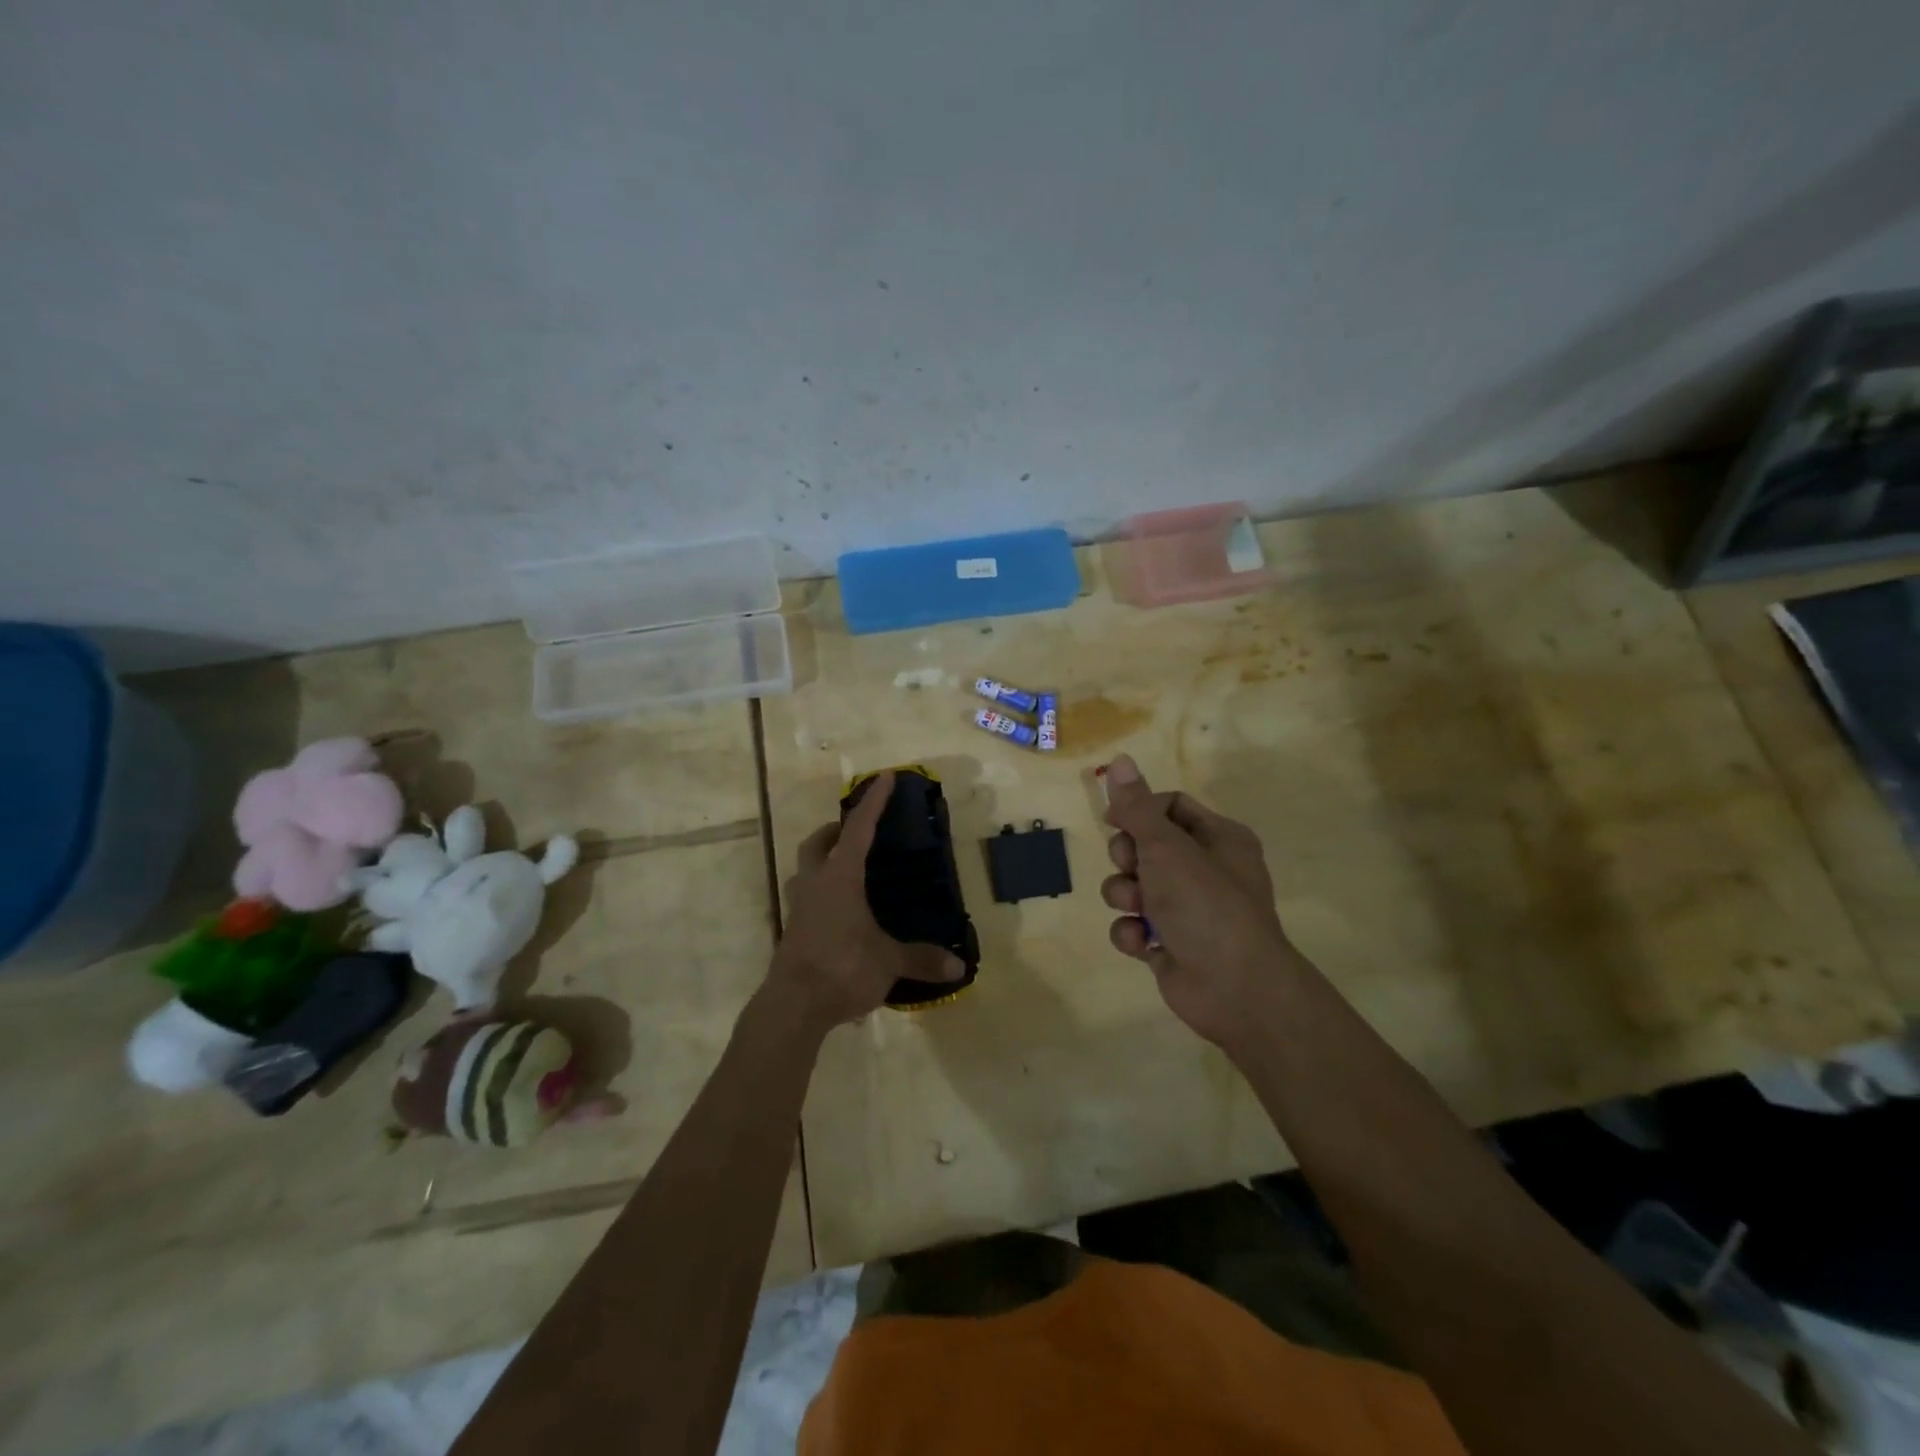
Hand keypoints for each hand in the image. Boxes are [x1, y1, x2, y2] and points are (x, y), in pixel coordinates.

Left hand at [766, 771, 965, 1032]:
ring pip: (806, 870)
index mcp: (840, 878)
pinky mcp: (793, 931)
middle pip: (817, 844)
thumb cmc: (842, 968)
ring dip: (822, 861)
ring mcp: (799, 908)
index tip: (885, 777)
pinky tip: (841, 912)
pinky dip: (822, 893)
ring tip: (848, 871)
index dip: (874, 802)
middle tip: (854, 832)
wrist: (792, 1006)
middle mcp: (816, 884)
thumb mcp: (889, 962)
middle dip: (834, 831)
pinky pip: (807, 898)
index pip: (859, 829)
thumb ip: (922, 959)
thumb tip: (959, 965)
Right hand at [1101, 754, 1305, 1051]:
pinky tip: (1142, 943)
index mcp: (1218, 838)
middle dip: (1127, 858)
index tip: (1113, 820)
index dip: (1138, 810)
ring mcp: (1187, 909)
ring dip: (1125, 896)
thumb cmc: (1206, 905)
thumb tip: (1120, 759)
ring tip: (1137, 909)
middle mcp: (1205, 869)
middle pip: (1146, 845)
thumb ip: (1137, 807)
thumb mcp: (1166, 847)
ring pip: (1134, 886)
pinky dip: (1132, 932)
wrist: (1235, 990)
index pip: (1169, 806)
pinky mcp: (1170, 943)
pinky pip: (1134, 924)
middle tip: (1132, 867)